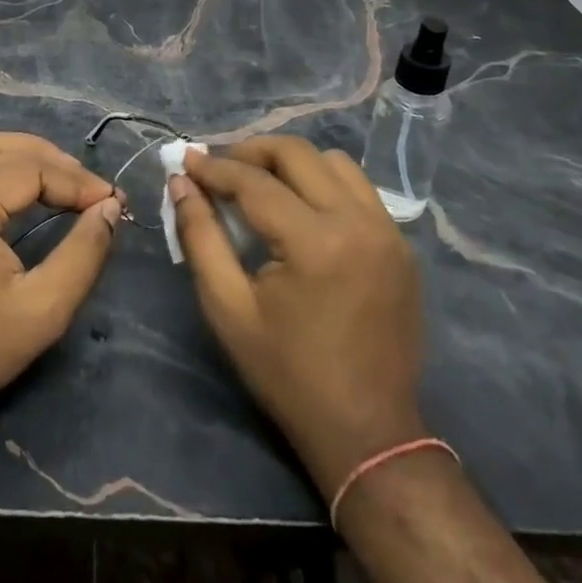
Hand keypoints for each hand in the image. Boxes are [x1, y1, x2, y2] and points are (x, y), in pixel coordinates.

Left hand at [0, 132, 122, 439]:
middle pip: (7, 148)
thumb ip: (84, 252)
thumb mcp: (44, 309)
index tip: (114, 201)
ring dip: (31, 158)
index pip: (31, 168)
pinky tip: (33, 189)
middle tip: (95, 191)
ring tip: (71, 184)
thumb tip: (111, 207)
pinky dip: (6, 168)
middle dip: (57, 163)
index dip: (77, 181)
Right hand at [170, 136, 425, 493]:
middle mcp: (358, 223)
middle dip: (251, 151)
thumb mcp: (228, 307)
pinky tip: (300, 207)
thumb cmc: (287, 373)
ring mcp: (388, 232)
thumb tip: (181, 183)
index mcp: (316, 243)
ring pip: (334, 162)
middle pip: (298, 153)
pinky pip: (358, 189)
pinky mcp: (400, 245)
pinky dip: (323, 183)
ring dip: (291, 162)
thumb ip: (200, 236)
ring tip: (259, 182)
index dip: (215, 167)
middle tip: (219, 167)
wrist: (367, 431)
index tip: (185, 160)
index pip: (255, 182)